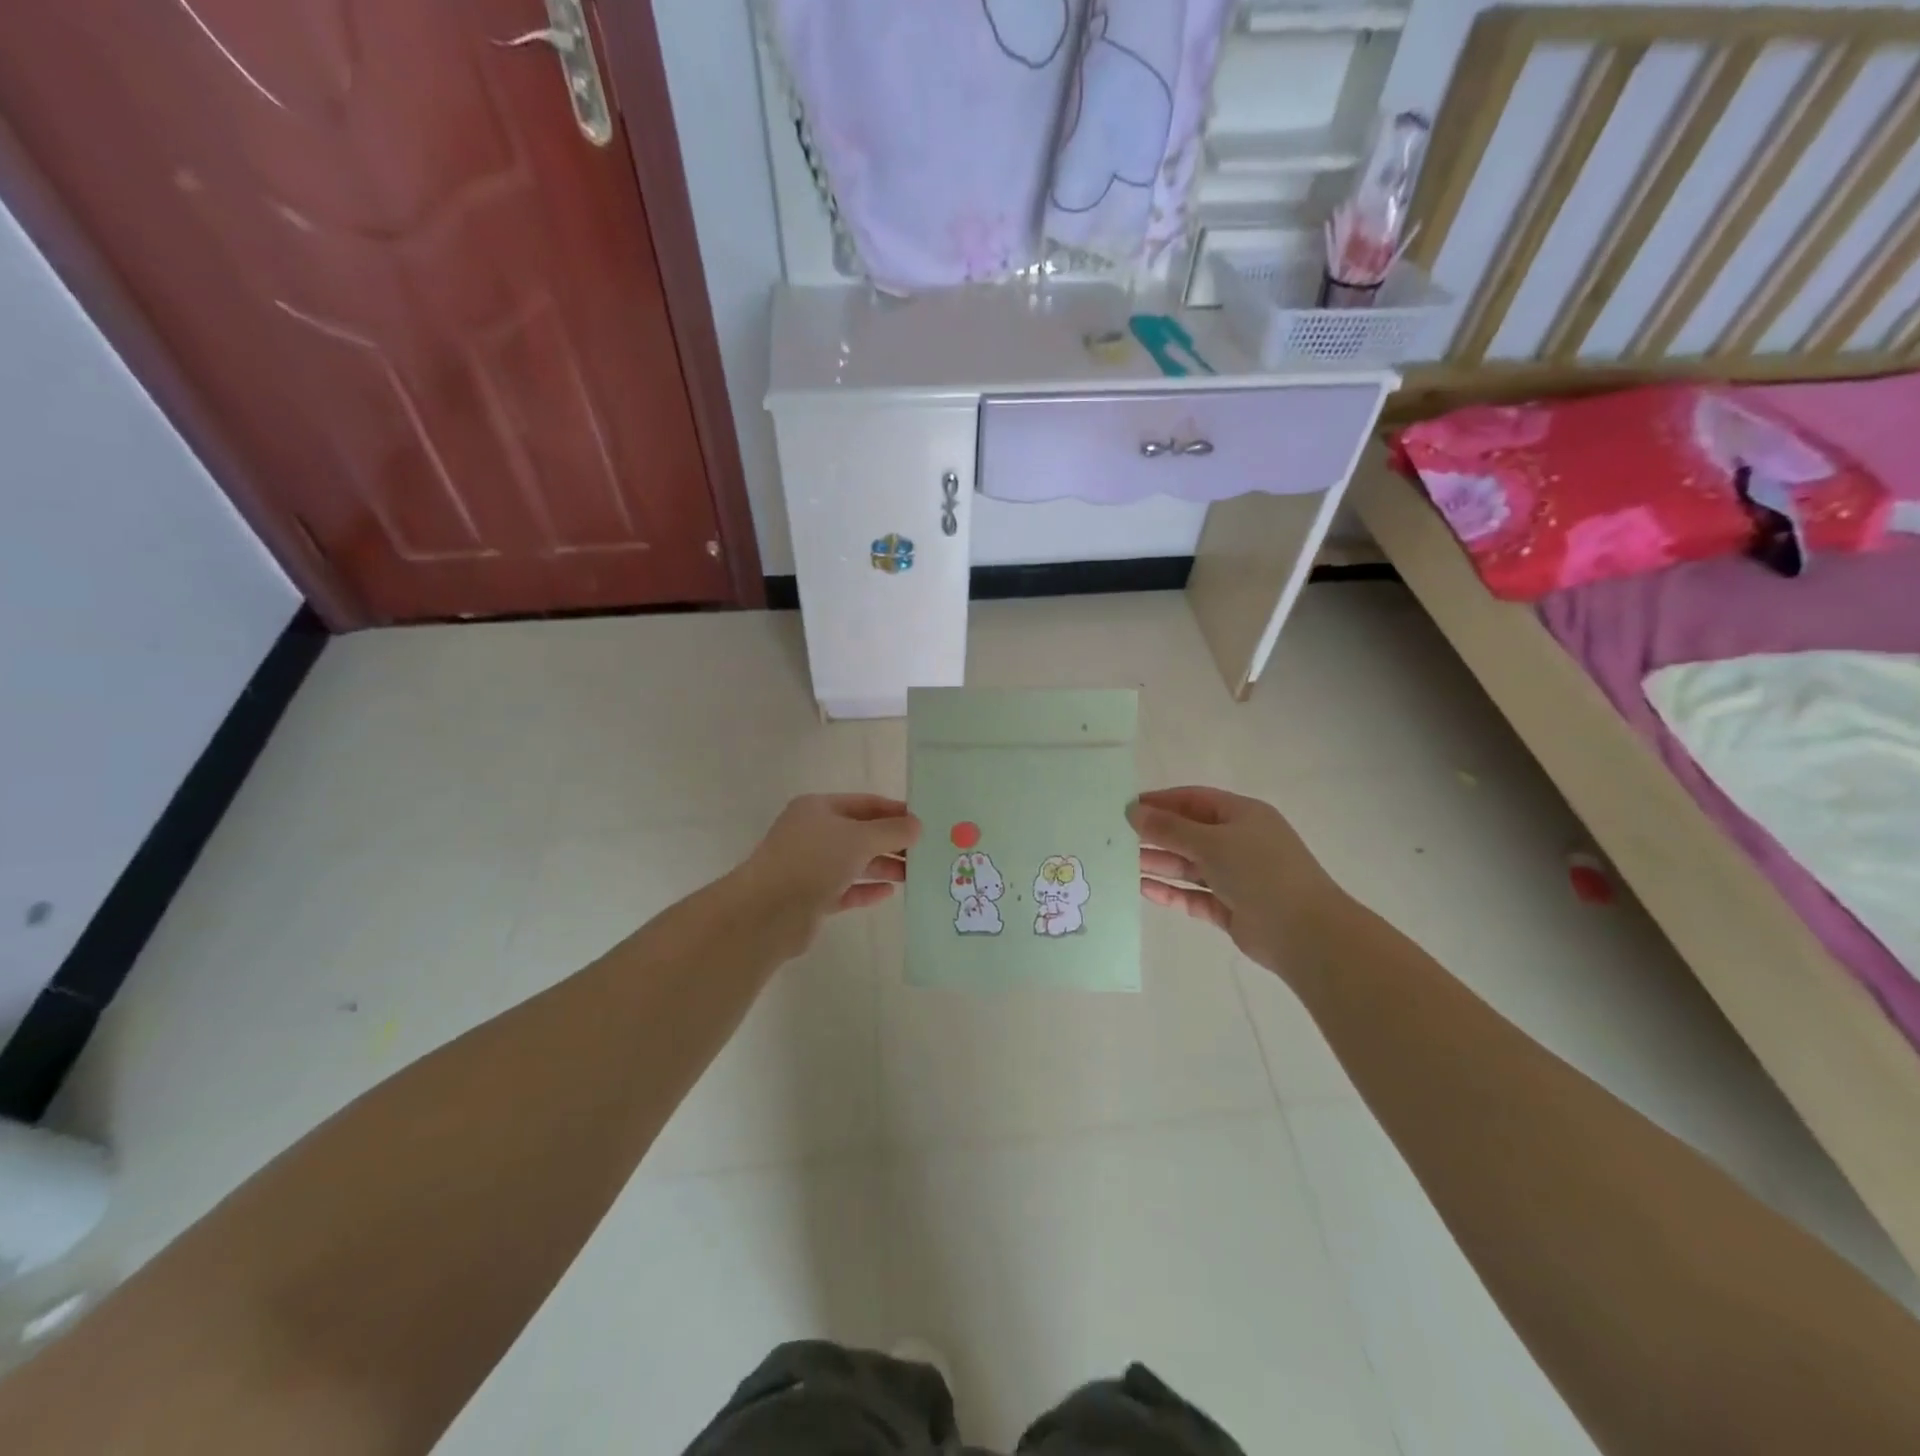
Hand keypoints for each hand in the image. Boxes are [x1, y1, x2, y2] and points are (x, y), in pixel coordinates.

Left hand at [741, 794, 920, 955]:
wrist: (768, 912)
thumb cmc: (814, 861)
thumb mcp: (859, 838)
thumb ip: (891, 831)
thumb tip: (917, 825)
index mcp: (818, 809)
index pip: (865, 803)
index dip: (895, 811)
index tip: (924, 822)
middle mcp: (813, 833)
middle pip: (860, 833)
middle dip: (892, 842)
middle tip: (925, 851)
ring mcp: (810, 866)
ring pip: (854, 862)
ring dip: (883, 866)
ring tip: (914, 874)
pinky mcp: (811, 897)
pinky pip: (846, 889)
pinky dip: (866, 889)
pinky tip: (889, 893)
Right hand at [1128, 786, 1337, 977]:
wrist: (1305, 933)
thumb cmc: (1259, 872)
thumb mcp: (1211, 842)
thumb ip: (1169, 828)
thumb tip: (1133, 812)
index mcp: (1242, 815)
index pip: (1194, 800)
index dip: (1161, 801)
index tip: (1127, 808)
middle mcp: (1239, 842)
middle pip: (1189, 833)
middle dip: (1156, 835)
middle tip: (1116, 838)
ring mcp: (1236, 877)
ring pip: (1190, 866)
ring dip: (1159, 863)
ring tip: (1121, 864)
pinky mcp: (1231, 908)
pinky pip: (1194, 895)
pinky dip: (1171, 892)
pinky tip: (1143, 890)